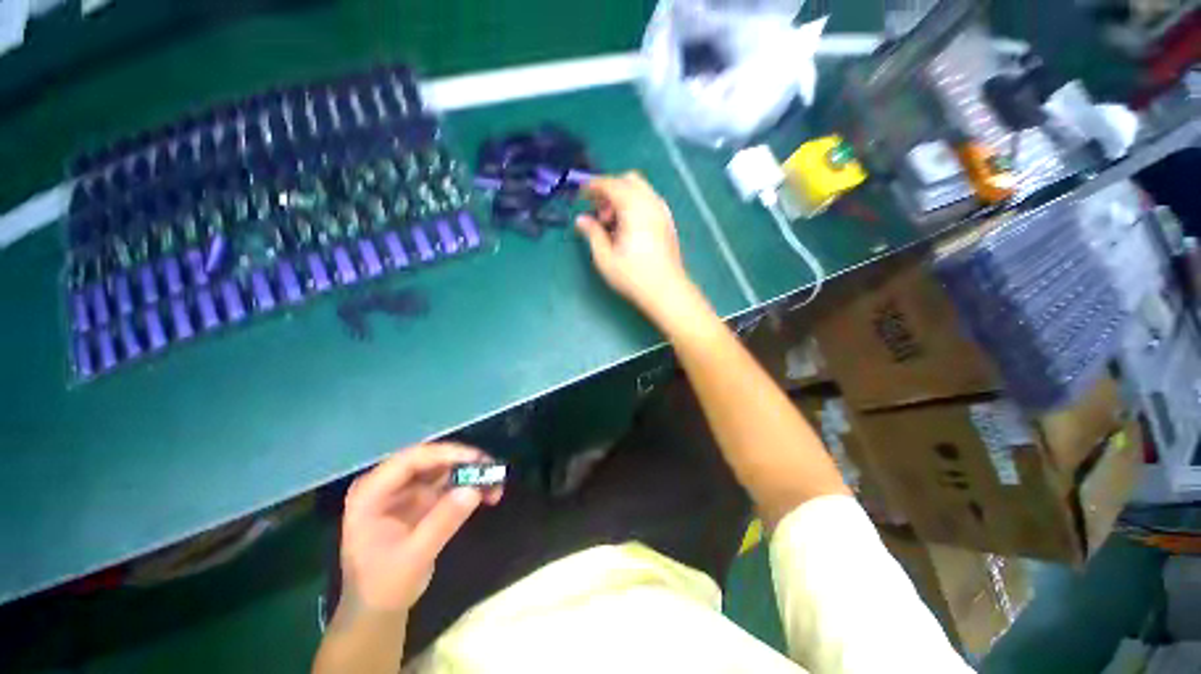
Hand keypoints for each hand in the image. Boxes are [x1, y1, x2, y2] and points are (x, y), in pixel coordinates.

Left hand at [339, 443, 501, 614]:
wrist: (379, 609)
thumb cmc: (385, 585)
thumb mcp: (414, 557)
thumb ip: (442, 523)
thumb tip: (474, 490)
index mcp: (371, 493)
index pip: (410, 460)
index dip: (446, 454)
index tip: (477, 459)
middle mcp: (388, 484)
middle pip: (431, 460)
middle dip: (464, 463)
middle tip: (493, 470)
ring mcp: (406, 490)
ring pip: (444, 468)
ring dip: (471, 473)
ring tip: (496, 484)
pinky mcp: (421, 498)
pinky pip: (449, 483)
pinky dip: (469, 486)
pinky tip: (488, 494)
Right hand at [576, 172, 694, 320]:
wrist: (666, 291)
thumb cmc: (633, 276)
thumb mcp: (605, 257)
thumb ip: (592, 233)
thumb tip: (582, 220)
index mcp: (634, 208)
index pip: (611, 184)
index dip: (593, 186)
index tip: (581, 195)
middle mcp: (651, 203)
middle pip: (628, 180)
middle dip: (610, 189)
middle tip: (599, 212)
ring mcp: (662, 212)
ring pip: (641, 190)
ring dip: (623, 197)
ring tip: (613, 224)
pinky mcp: (668, 222)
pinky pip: (649, 201)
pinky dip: (635, 204)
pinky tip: (628, 228)